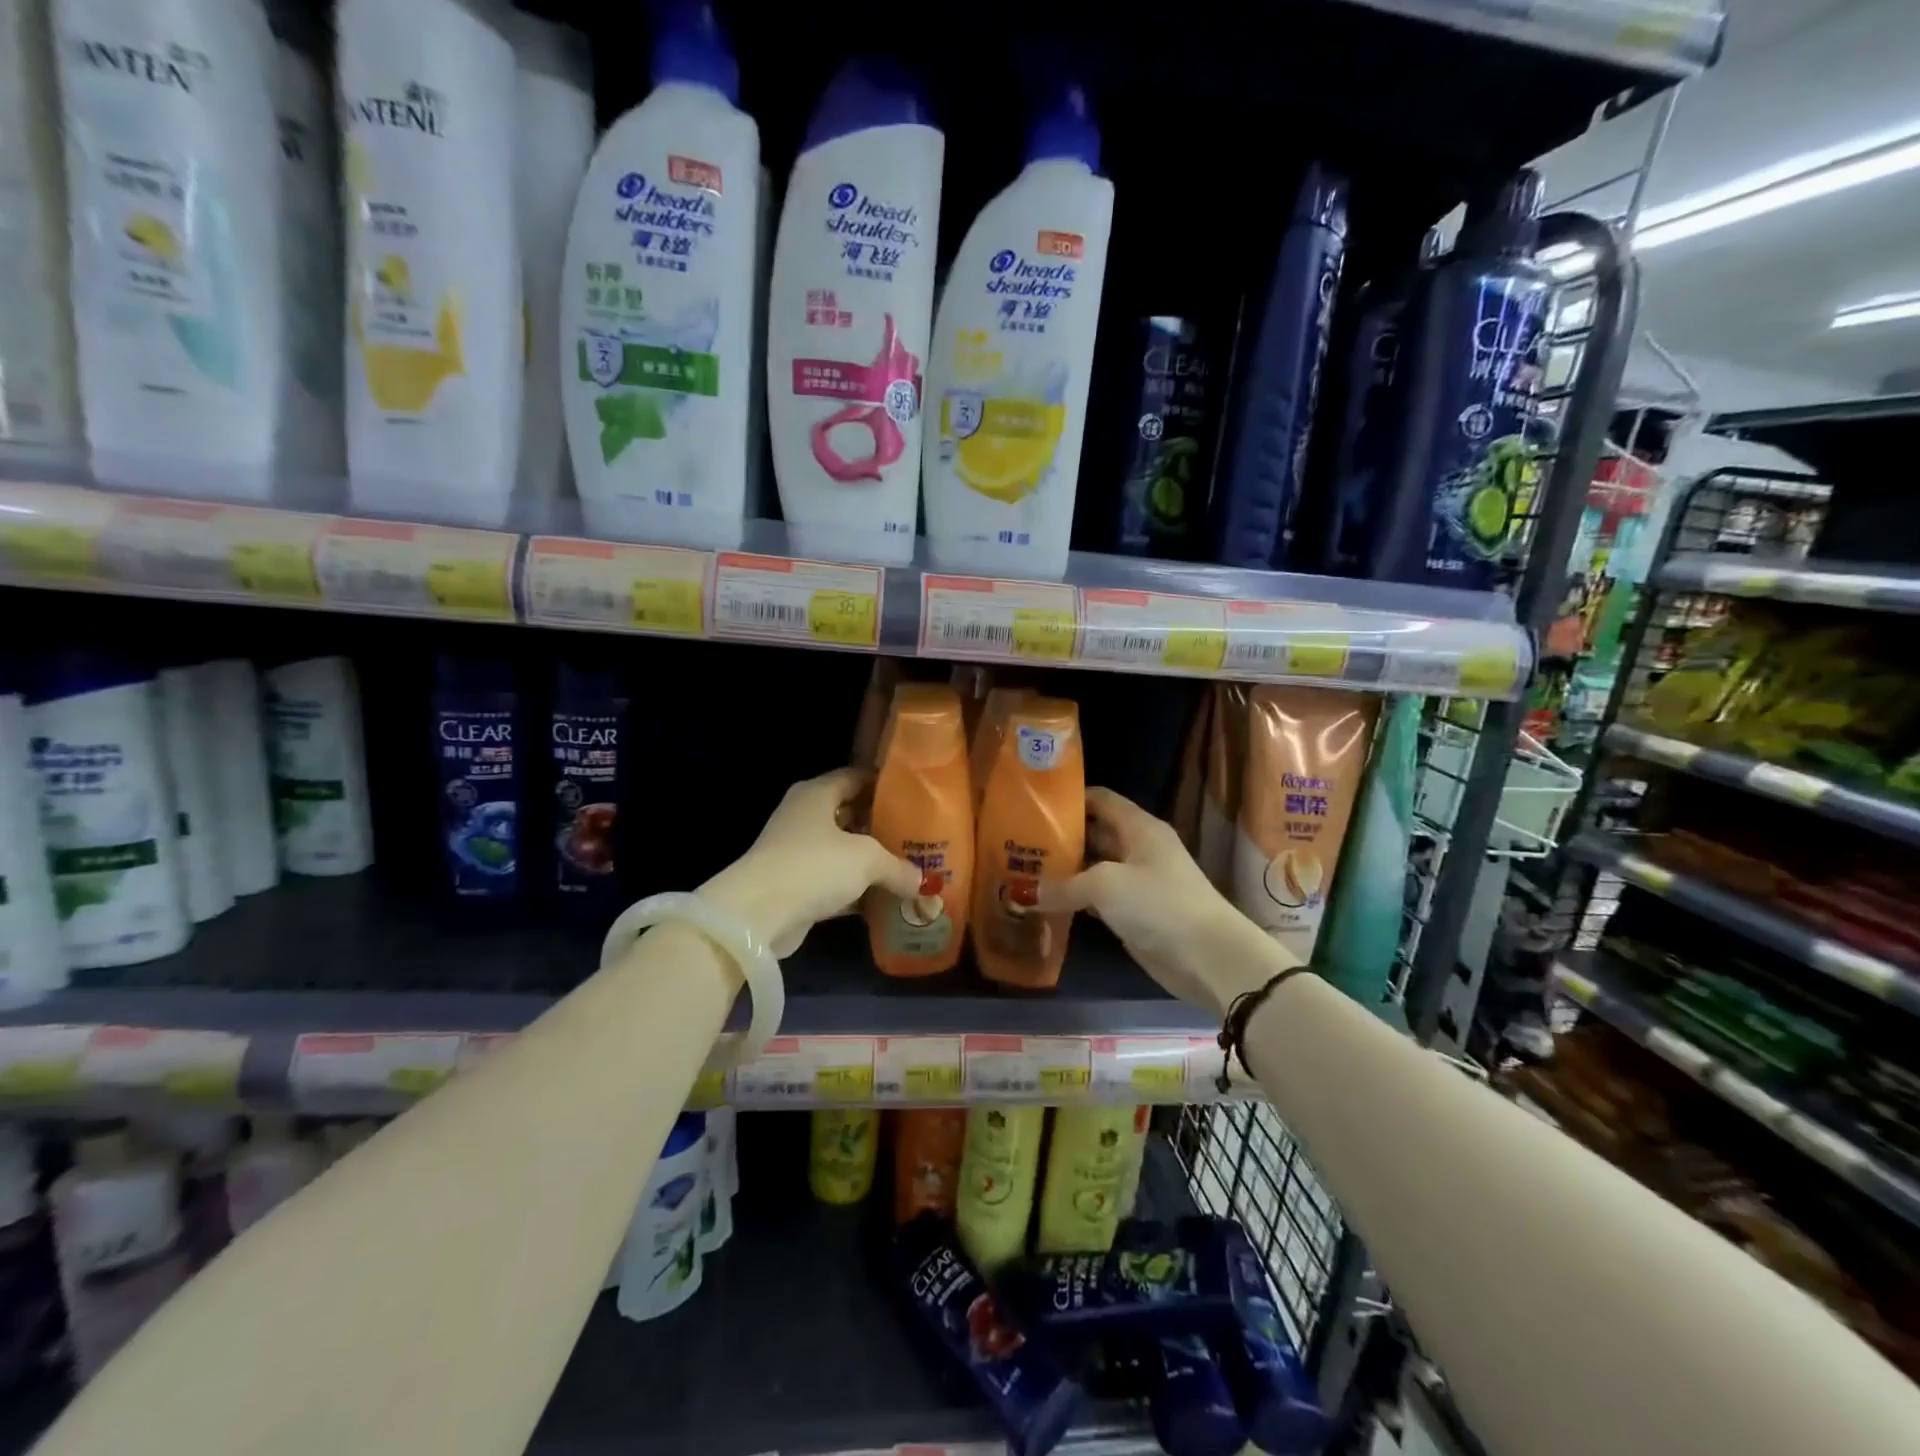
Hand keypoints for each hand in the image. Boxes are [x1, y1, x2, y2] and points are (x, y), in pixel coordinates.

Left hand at [704, 768, 927, 956]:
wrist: (758, 914)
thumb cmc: (814, 866)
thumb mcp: (867, 859)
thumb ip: (898, 866)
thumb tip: (922, 882)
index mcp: (816, 794)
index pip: (855, 777)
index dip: (883, 784)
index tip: (913, 796)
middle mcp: (804, 817)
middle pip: (850, 814)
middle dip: (881, 826)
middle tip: (916, 835)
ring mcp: (797, 852)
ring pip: (843, 851)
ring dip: (870, 862)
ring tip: (908, 867)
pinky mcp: (795, 886)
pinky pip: (834, 882)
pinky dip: (856, 890)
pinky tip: (885, 899)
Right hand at [1040, 788, 1294, 1016]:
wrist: (1207, 956)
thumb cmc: (1157, 903)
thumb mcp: (1104, 886)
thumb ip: (1062, 886)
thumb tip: (1023, 895)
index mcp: (1139, 827)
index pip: (1101, 799)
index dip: (1070, 798)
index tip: (1034, 804)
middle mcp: (1139, 848)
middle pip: (1095, 833)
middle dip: (1061, 836)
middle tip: (1020, 840)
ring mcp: (1138, 881)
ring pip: (1095, 867)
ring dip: (1065, 870)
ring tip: (1024, 868)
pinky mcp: (1135, 912)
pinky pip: (1098, 898)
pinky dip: (1076, 898)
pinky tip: (1047, 901)